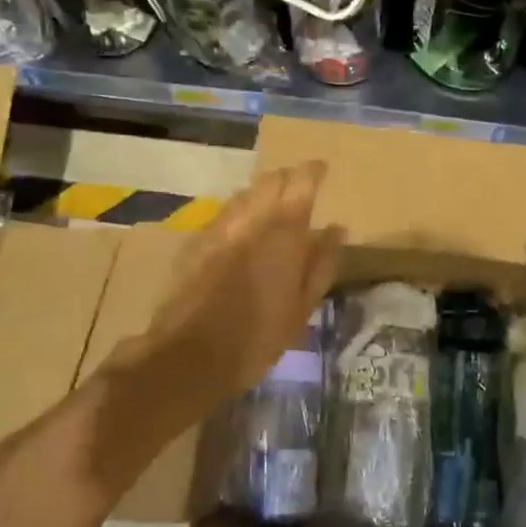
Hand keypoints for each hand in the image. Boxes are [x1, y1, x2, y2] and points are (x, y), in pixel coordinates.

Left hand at [104, 162, 344, 439]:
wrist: (188, 356)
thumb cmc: (258, 337)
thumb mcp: (302, 308)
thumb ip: (321, 263)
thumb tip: (337, 229)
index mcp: (283, 232)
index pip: (301, 181)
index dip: (313, 171)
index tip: (323, 170)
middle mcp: (250, 219)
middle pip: (270, 180)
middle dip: (288, 177)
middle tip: (300, 188)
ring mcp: (218, 228)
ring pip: (245, 194)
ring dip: (262, 193)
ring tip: (273, 207)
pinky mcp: (195, 242)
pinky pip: (224, 213)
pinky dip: (240, 211)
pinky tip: (243, 230)